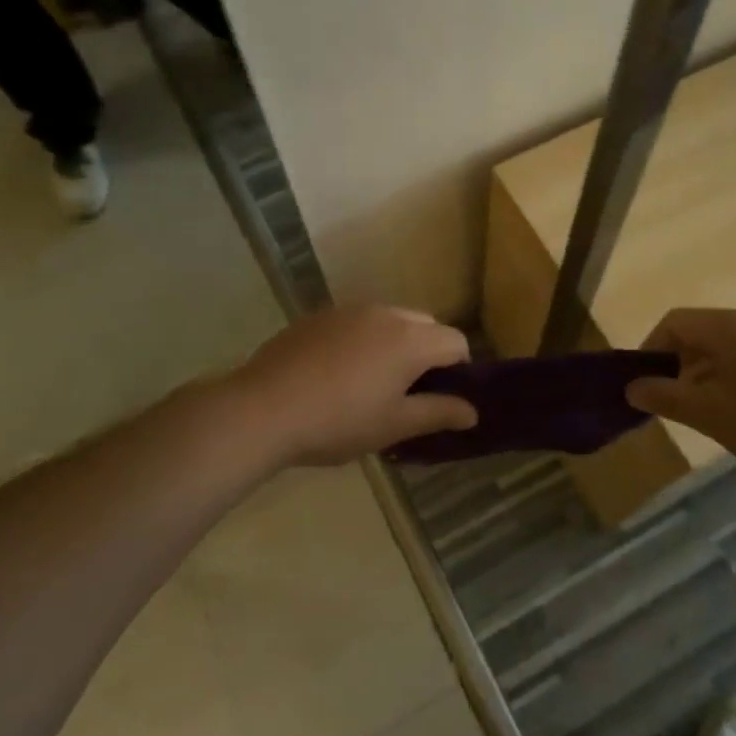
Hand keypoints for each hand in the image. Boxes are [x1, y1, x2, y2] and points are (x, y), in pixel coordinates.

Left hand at [231, 305, 477, 466]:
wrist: (263, 409)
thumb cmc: (339, 421)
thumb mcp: (394, 425)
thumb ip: (438, 413)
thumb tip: (472, 412)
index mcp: (411, 340)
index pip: (456, 342)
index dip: (459, 370)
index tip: (441, 398)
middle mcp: (386, 313)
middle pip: (425, 325)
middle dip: (427, 353)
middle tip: (408, 392)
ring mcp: (349, 310)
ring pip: (390, 320)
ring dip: (394, 343)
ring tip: (371, 382)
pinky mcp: (318, 315)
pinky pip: (356, 322)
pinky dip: (362, 340)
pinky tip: (337, 373)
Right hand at [624, 309, 735, 487]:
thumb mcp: (710, 414)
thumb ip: (666, 397)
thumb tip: (631, 388)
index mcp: (732, 327)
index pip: (674, 322)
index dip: (650, 351)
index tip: (644, 387)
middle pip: (700, 333)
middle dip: (678, 367)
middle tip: (674, 406)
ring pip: (726, 349)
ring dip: (705, 377)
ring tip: (708, 416)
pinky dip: (732, 381)